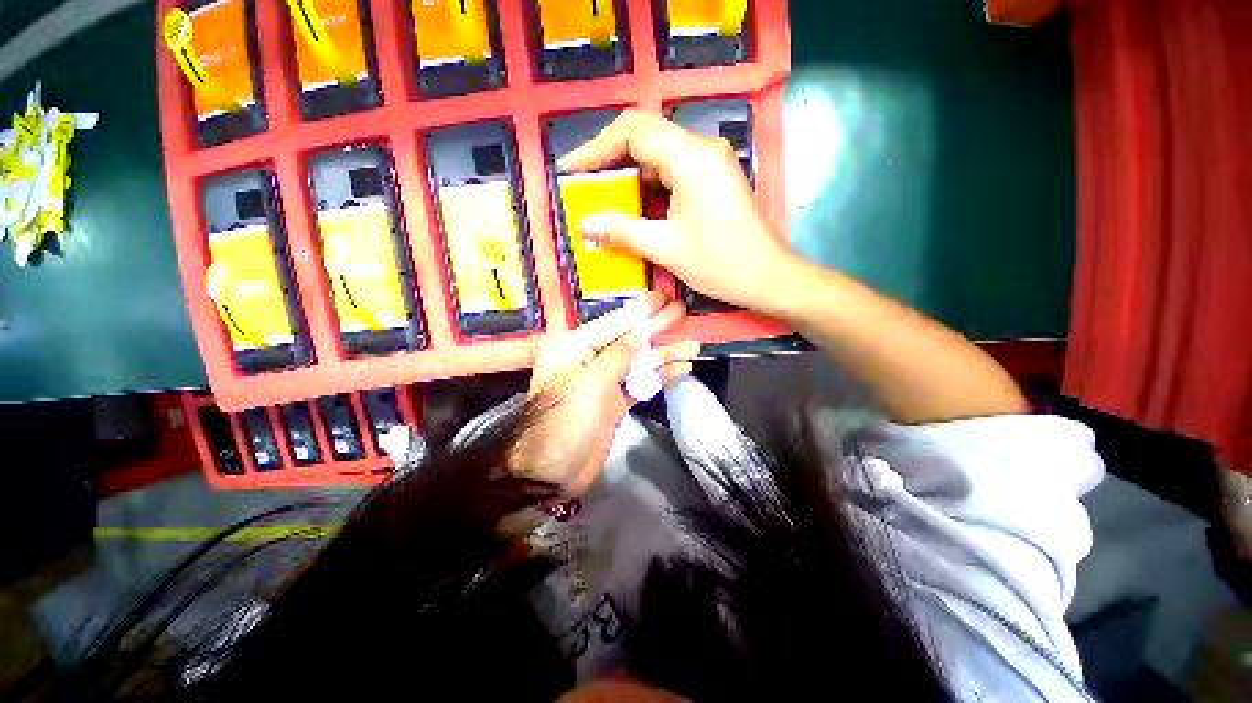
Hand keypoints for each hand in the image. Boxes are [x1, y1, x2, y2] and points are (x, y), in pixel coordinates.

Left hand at [511, 292, 700, 494]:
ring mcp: (604, 382)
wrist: (552, 474)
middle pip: (628, 340)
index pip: (612, 324)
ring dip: (664, 354)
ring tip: (692, 345)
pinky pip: (640, 383)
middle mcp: (589, 360)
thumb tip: (642, 330)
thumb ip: (618, 355)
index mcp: (574, 348)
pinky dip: (659, 377)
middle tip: (682, 313)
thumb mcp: (591, 383)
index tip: (663, 297)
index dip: (640, 311)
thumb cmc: (565, 423)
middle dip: (656, 328)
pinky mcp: (614, 402)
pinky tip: (681, 369)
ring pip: (638, 362)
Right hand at [559, 109, 799, 315]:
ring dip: (628, 174)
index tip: (571, 170)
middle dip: (609, 159)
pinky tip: (634, 206)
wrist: (769, 278)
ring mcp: (710, 164)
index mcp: (691, 159)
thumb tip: (585, 225)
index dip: (596, 147)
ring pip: (658, 155)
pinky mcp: (712, 180)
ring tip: (603, 198)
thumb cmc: (722, 264)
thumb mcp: (667, 249)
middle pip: (645, 137)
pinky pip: (672, 172)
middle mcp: (701, 150)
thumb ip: (623, 232)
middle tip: (584, 185)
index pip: (633, 131)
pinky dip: (648, 186)